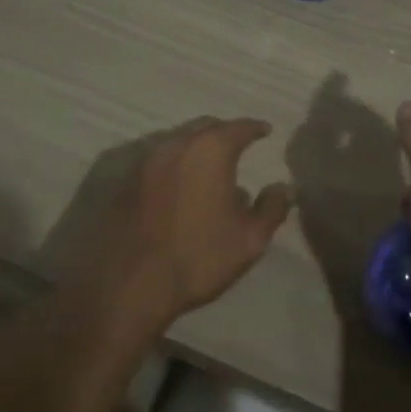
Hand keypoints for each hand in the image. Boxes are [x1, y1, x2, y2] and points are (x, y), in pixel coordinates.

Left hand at [78, 118, 292, 334]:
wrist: (130, 284)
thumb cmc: (198, 257)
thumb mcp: (250, 239)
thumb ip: (272, 208)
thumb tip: (283, 187)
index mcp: (210, 150)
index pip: (239, 127)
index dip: (255, 128)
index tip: (265, 131)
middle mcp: (176, 145)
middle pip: (206, 128)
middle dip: (224, 132)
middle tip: (239, 144)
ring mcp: (146, 161)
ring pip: (179, 142)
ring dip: (197, 148)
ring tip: (210, 166)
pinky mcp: (127, 182)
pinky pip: (159, 161)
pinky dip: (176, 165)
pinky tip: (182, 186)